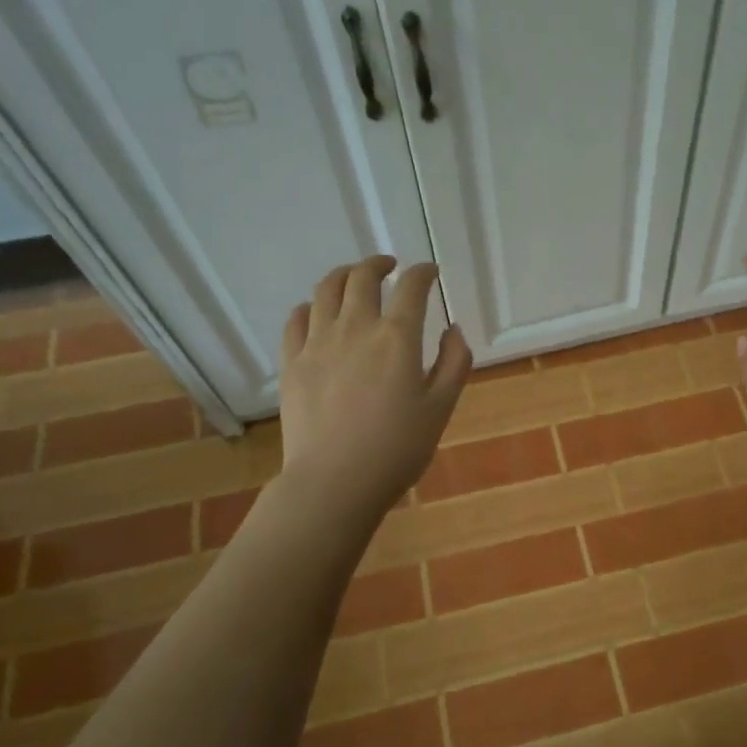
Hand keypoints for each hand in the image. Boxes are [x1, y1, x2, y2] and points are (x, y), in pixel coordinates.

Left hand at [276, 256, 470, 517]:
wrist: (335, 482)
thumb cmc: (397, 448)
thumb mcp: (441, 407)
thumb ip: (454, 362)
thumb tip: (452, 330)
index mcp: (397, 337)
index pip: (412, 288)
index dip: (423, 273)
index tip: (430, 272)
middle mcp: (356, 328)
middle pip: (363, 277)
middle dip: (379, 264)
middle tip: (390, 267)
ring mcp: (318, 343)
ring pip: (326, 289)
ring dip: (344, 275)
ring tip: (354, 278)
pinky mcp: (292, 362)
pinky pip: (296, 319)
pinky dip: (310, 306)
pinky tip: (317, 312)